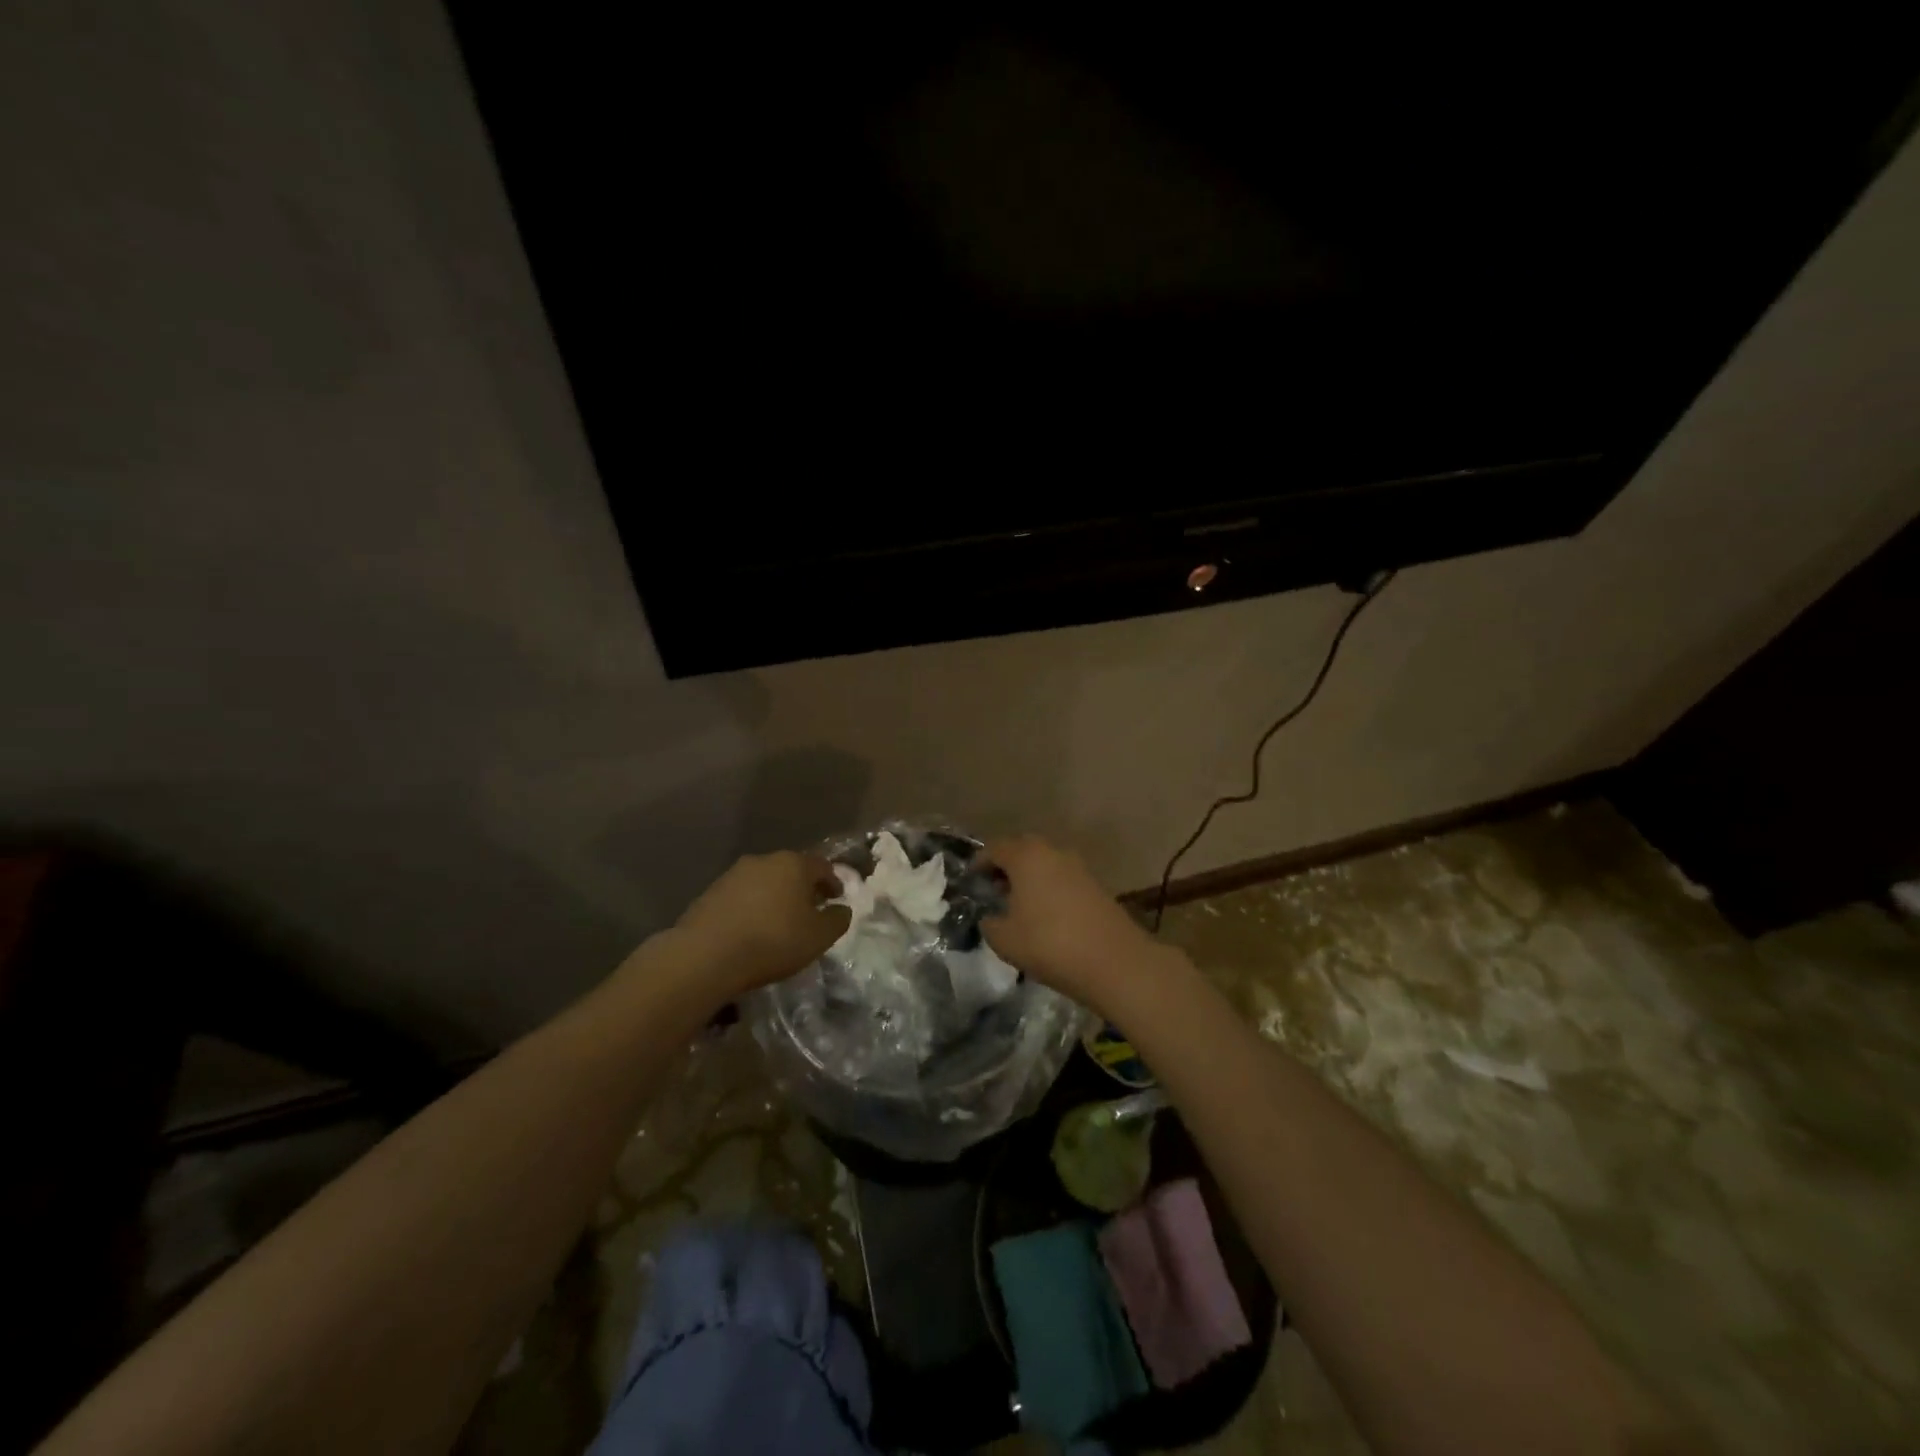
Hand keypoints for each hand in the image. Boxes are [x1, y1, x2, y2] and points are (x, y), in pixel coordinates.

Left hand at [670, 852, 850, 1001]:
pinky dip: (752, 907)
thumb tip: (841, 909)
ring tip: (778, 922)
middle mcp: (764, 860)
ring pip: (765, 881)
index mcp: (794, 864)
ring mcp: (733, 874)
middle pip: (791, 870)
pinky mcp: (710, 892)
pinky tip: (751, 929)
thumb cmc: (772, 941)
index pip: (822, 866)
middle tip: (809, 911)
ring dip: (775, 897)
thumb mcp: (818, 937)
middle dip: (803, 888)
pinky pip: (741, 896)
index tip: (836, 899)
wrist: (705, 955)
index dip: (833, 882)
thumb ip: (837, 920)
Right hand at [977, 836, 1167, 1013]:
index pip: (995, 848)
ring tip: (1019, 904)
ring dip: (1030, 876)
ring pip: (1045, 862)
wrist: (1114, 961)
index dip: (979, 862)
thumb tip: (991, 917)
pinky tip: (1045, 914)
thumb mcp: (1005, 940)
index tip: (971, 879)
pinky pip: (1062, 877)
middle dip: (1006, 865)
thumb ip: (990, 924)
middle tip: (994, 889)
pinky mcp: (1096, 884)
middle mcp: (1052, 852)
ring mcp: (1078, 867)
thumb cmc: (1050, 944)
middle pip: (1022, 849)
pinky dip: (1049, 887)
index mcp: (1025, 857)